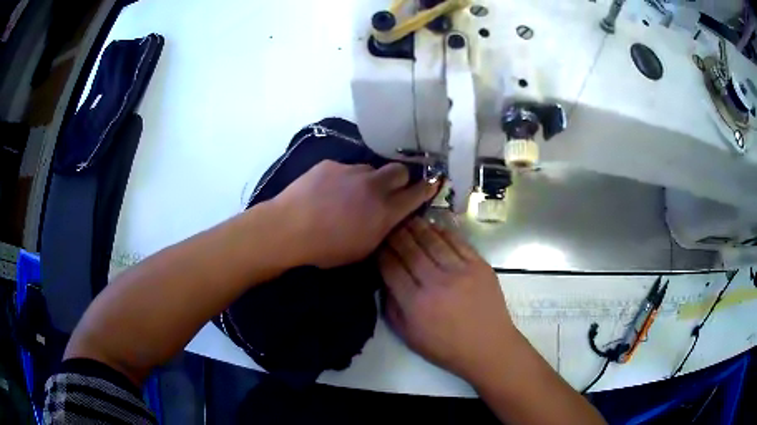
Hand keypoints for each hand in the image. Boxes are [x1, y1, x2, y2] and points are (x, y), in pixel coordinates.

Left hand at [272, 160, 438, 267]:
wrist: (287, 229)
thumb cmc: (325, 249)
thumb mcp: (362, 250)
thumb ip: (383, 230)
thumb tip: (390, 218)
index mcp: (384, 211)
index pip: (416, 193)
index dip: (427, 188)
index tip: (433, 183)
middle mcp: (373, 186)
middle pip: (400, 170)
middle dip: (400, 178)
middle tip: (389, 189)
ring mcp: (352, 171)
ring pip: (371, 169)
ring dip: (369, 180)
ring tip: (350, 194)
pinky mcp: (331, 165)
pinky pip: (346, 169)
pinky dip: (344, 179)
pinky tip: (328, 192)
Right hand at [379, 218, 519, 382]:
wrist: (489, 347)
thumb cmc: (446, 347)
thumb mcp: (409, 337)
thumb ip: (391, 308)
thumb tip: (384, 281)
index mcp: (415, 303)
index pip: (391, 267)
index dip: (381, 252)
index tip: (376, 243)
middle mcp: (436, 282)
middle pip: (410, 249)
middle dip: (396, 234)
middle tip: (389, 225)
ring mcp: (460, 271)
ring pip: (433, 241)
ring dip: (417, 227)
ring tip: (408, 219)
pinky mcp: (479, 266)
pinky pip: (458, 242)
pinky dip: (443, 231)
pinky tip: (434, 226)